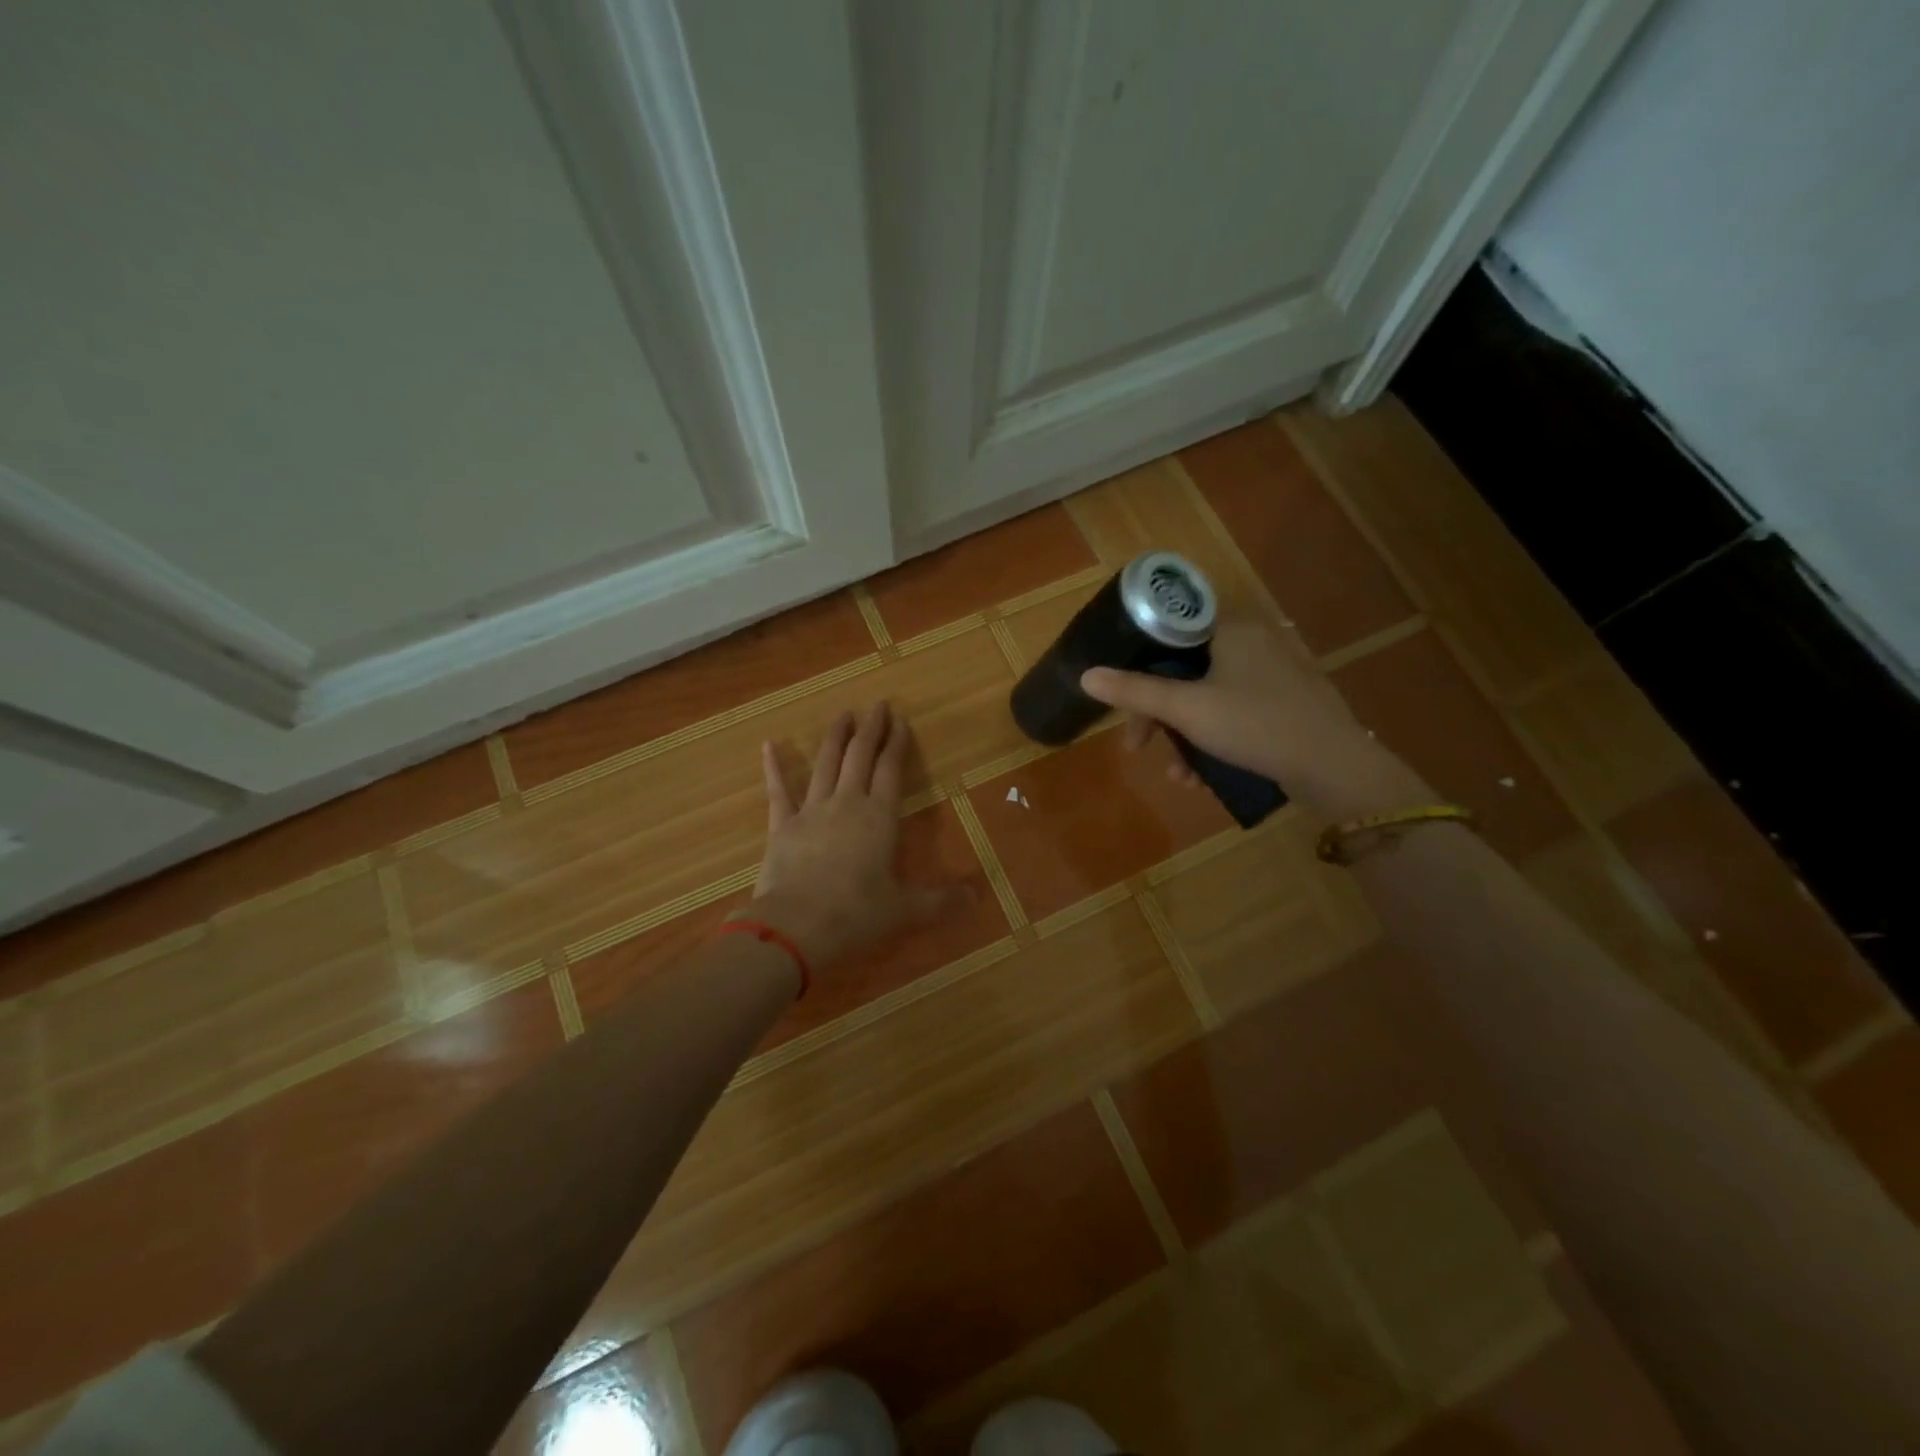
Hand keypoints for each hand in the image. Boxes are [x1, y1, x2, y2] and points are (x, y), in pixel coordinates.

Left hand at [744, 702, 966, 969]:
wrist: (796, 926)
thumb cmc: (856, 914)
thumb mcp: (903, 910)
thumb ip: (939, 901)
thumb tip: (977, 899)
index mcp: (880, 818)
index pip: (891, 770)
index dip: (897, 743)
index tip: (900, 720)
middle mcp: (847, 803)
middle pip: (860, 756)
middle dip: (871, 729)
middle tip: (877, 705)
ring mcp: (812, 810)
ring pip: (825, 763)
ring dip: (835, 737)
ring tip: (842, 714)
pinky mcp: (782, 825)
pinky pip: (778, 790)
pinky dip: (773, 767)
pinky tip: (768, 745)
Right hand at [1079, 621, 1430, 819]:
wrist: (1335, 767)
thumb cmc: (1255, 725)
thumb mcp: (1187, 709)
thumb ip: (1135, 692)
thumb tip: (1086, 676)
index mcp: (1231, 630)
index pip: (1168, 635)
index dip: (1138, 667)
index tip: (1124, 703)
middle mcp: (1253, 643)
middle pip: (1184, 672)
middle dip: (1158, 716)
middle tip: (1138, 747)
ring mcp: (1273, 675)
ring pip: (1208, 699)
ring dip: (1183, 738)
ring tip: (1178, 776)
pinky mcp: (1286, 705)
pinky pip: (1233, 715)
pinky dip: (1213, 742)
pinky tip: (1203, 778)